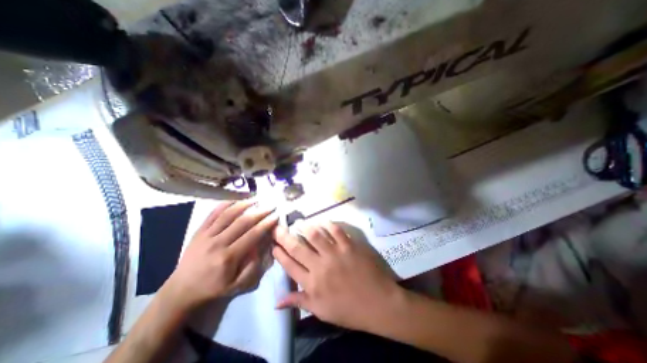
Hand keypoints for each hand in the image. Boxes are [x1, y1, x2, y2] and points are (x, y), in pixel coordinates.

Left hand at [163, 202, 275, 310]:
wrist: (182, 290)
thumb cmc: (213, 288)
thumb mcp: (237, 286)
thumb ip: (252, 267)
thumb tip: (261, 247)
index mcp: (228, 258)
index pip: (252, 235)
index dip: (266, 224)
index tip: (276, 216)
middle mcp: (218, 243)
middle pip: (242, 222)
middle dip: (259, 212)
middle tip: (271, 205)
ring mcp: (206, 235)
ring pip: (228, 215)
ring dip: (244, 205)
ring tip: (256, 199)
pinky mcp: (199, 231)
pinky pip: (212, 214)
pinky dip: (225, 205)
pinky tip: (235, 200)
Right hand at [271, 221, 402, 331]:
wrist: (378, 303)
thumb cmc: (349, 310)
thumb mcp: (322, 311)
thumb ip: (300, 302)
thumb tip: (277, 302)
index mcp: (313, 284)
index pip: (290, 266)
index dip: (280, 255)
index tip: (274, 246)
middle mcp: (320, 266)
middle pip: (298, 248)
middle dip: (285, 237)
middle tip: (278, 228)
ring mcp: (336, 254)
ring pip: (315, 236)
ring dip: (305, 227)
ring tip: (298, 222)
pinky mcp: (349, 246)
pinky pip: (336, 231)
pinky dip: (328, 225)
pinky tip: (322, 221)